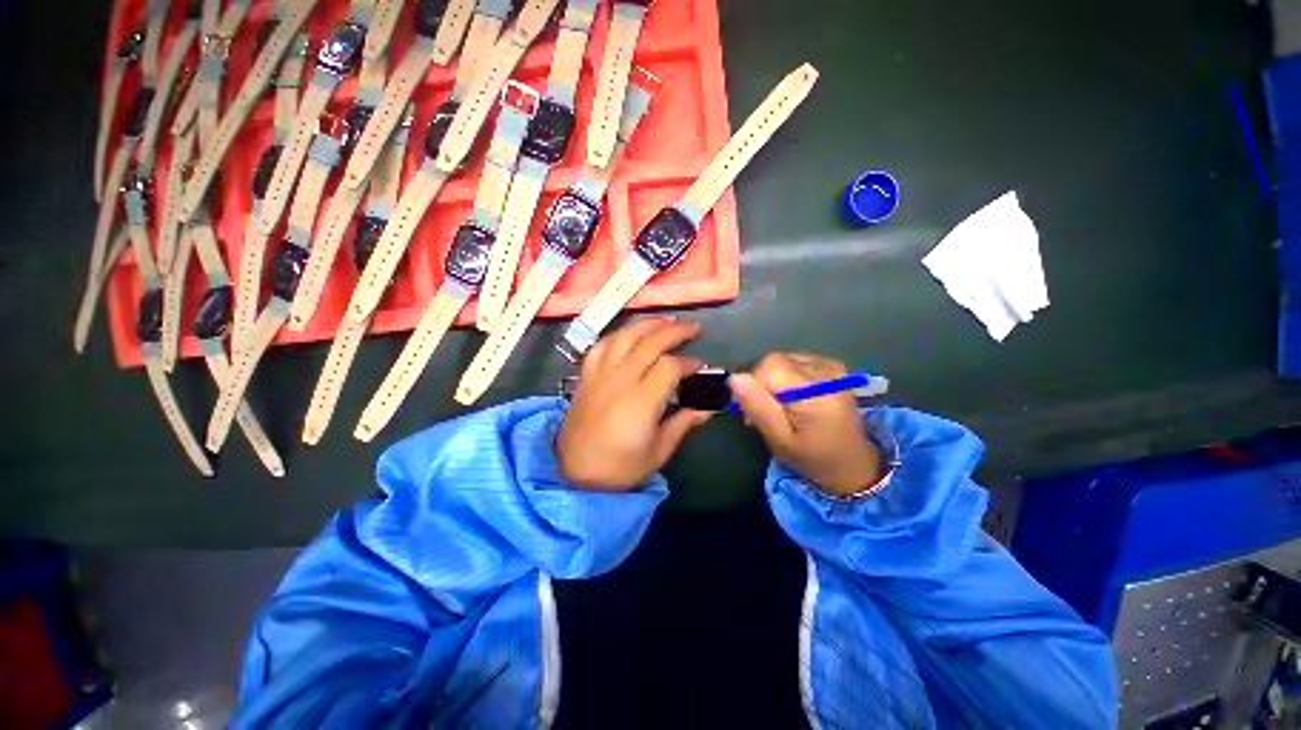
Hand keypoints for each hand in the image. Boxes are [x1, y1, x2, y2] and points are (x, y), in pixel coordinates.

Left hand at [557, 318, 712, 490]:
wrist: (574, 475)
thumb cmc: (620, 469)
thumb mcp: (658, 452)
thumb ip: (682, 424)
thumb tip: (707, 409)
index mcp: (640, 401)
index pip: (669, 367)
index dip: (688, 362)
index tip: (700, 366)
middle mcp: (619, 380)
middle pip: (649, 343)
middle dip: (674, 331)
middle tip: (693, 328)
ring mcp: (599, 375)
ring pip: (624, 337)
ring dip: (647, 325)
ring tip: (665, 322)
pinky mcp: (586, 376)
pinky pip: (601, 345)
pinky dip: (618, 335)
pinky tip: (629, 334)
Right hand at [729, 353, 881, 496]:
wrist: (852, 463)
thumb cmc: (812, 457)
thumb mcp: (779, 439)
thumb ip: (758, 407)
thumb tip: (735, 377)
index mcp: (815, 391)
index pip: (769, 365)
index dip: (751, 382)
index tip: (746, 408)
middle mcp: (826, 371)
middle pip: (775, 361)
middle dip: (760, 383)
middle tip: (758, 412)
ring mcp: (831, 367)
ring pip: (783, 361)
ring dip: (772, 381)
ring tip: (775, 407)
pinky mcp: (832, 367)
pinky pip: (795, 362)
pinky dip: (785, 377)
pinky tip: (790, 397)